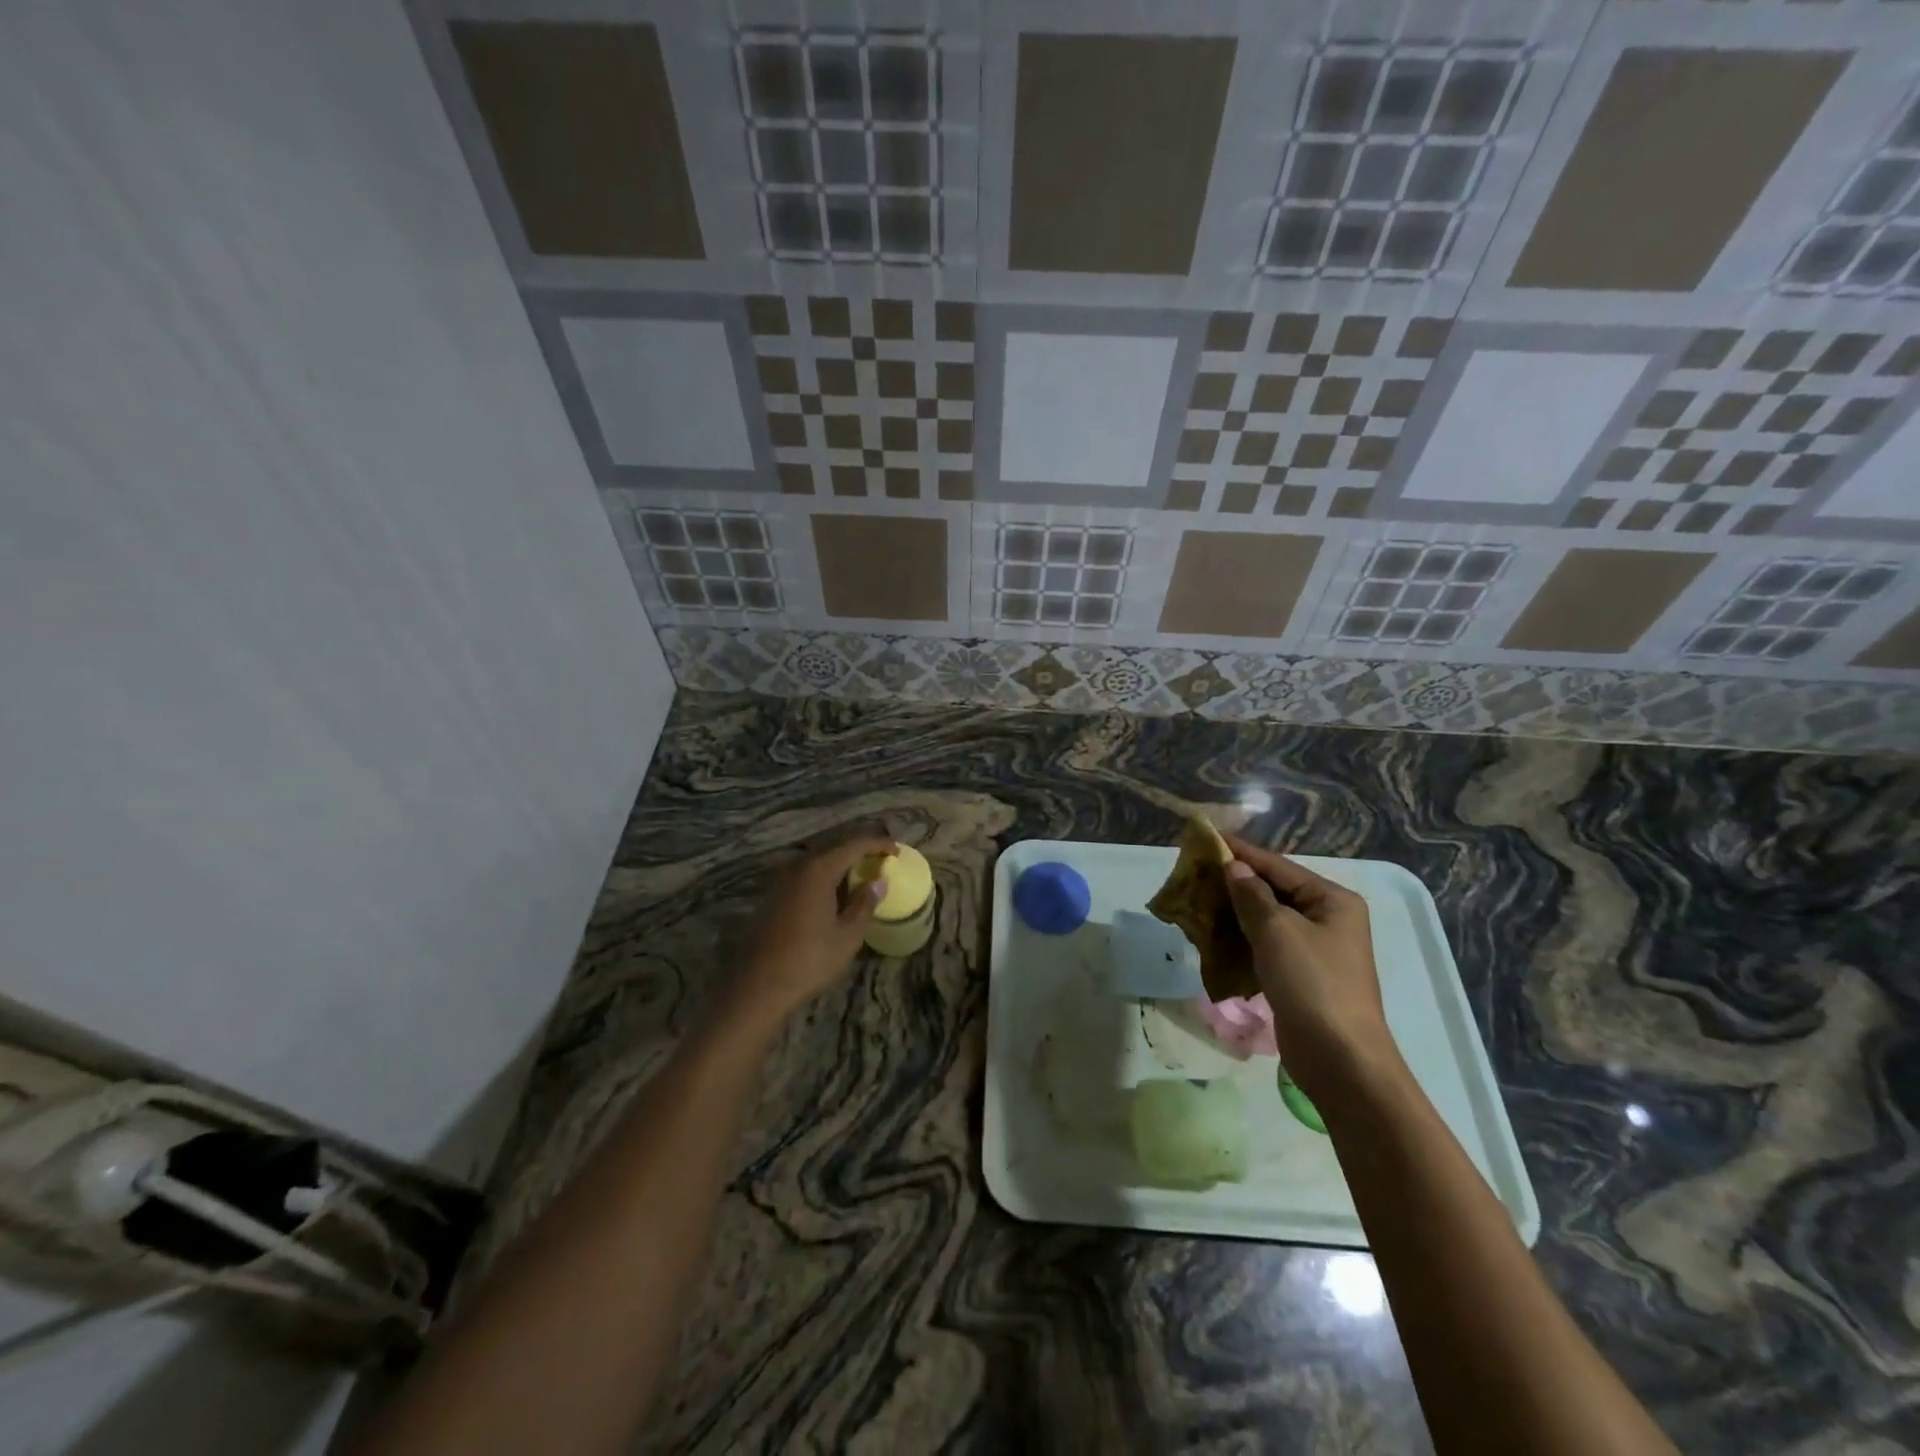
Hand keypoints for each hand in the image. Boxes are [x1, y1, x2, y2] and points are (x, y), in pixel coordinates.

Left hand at [730, 832, 895, 1023]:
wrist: (758, 986)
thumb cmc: (809, 960)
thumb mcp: (847, 936)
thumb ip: (864, 904)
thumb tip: (878, 882)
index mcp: (819, 870)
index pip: (855, 845)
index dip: (878, 844)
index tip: (897, 851)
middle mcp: (798, 867)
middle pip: (835, 847)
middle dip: (860, 850)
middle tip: (881, 859)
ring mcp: (782, 880)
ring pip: (818, 860)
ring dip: (841, 863)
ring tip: (862, 875)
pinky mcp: (774, 895)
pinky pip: (806, 874)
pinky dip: (825, 876)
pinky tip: (835, 893)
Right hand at [1221, 834, 1396, 1095]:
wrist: (1340, 1059)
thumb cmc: (1312, 984)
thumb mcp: (1277, 932)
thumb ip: (1251, 895)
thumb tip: (1234, 867)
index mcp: (1332, 900)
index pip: (1278, 866)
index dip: (1242, 853)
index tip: (1208, 839)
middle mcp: (1328, 919)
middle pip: (1273, 891)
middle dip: (1234, 884)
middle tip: (1195, 874)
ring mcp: (1316, 949)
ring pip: (1266, 920)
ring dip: (1234, 914)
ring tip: (1197, 903)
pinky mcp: (1301, 976)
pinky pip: (1266, 946)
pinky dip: (1241, 940)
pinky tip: (1213, 938)